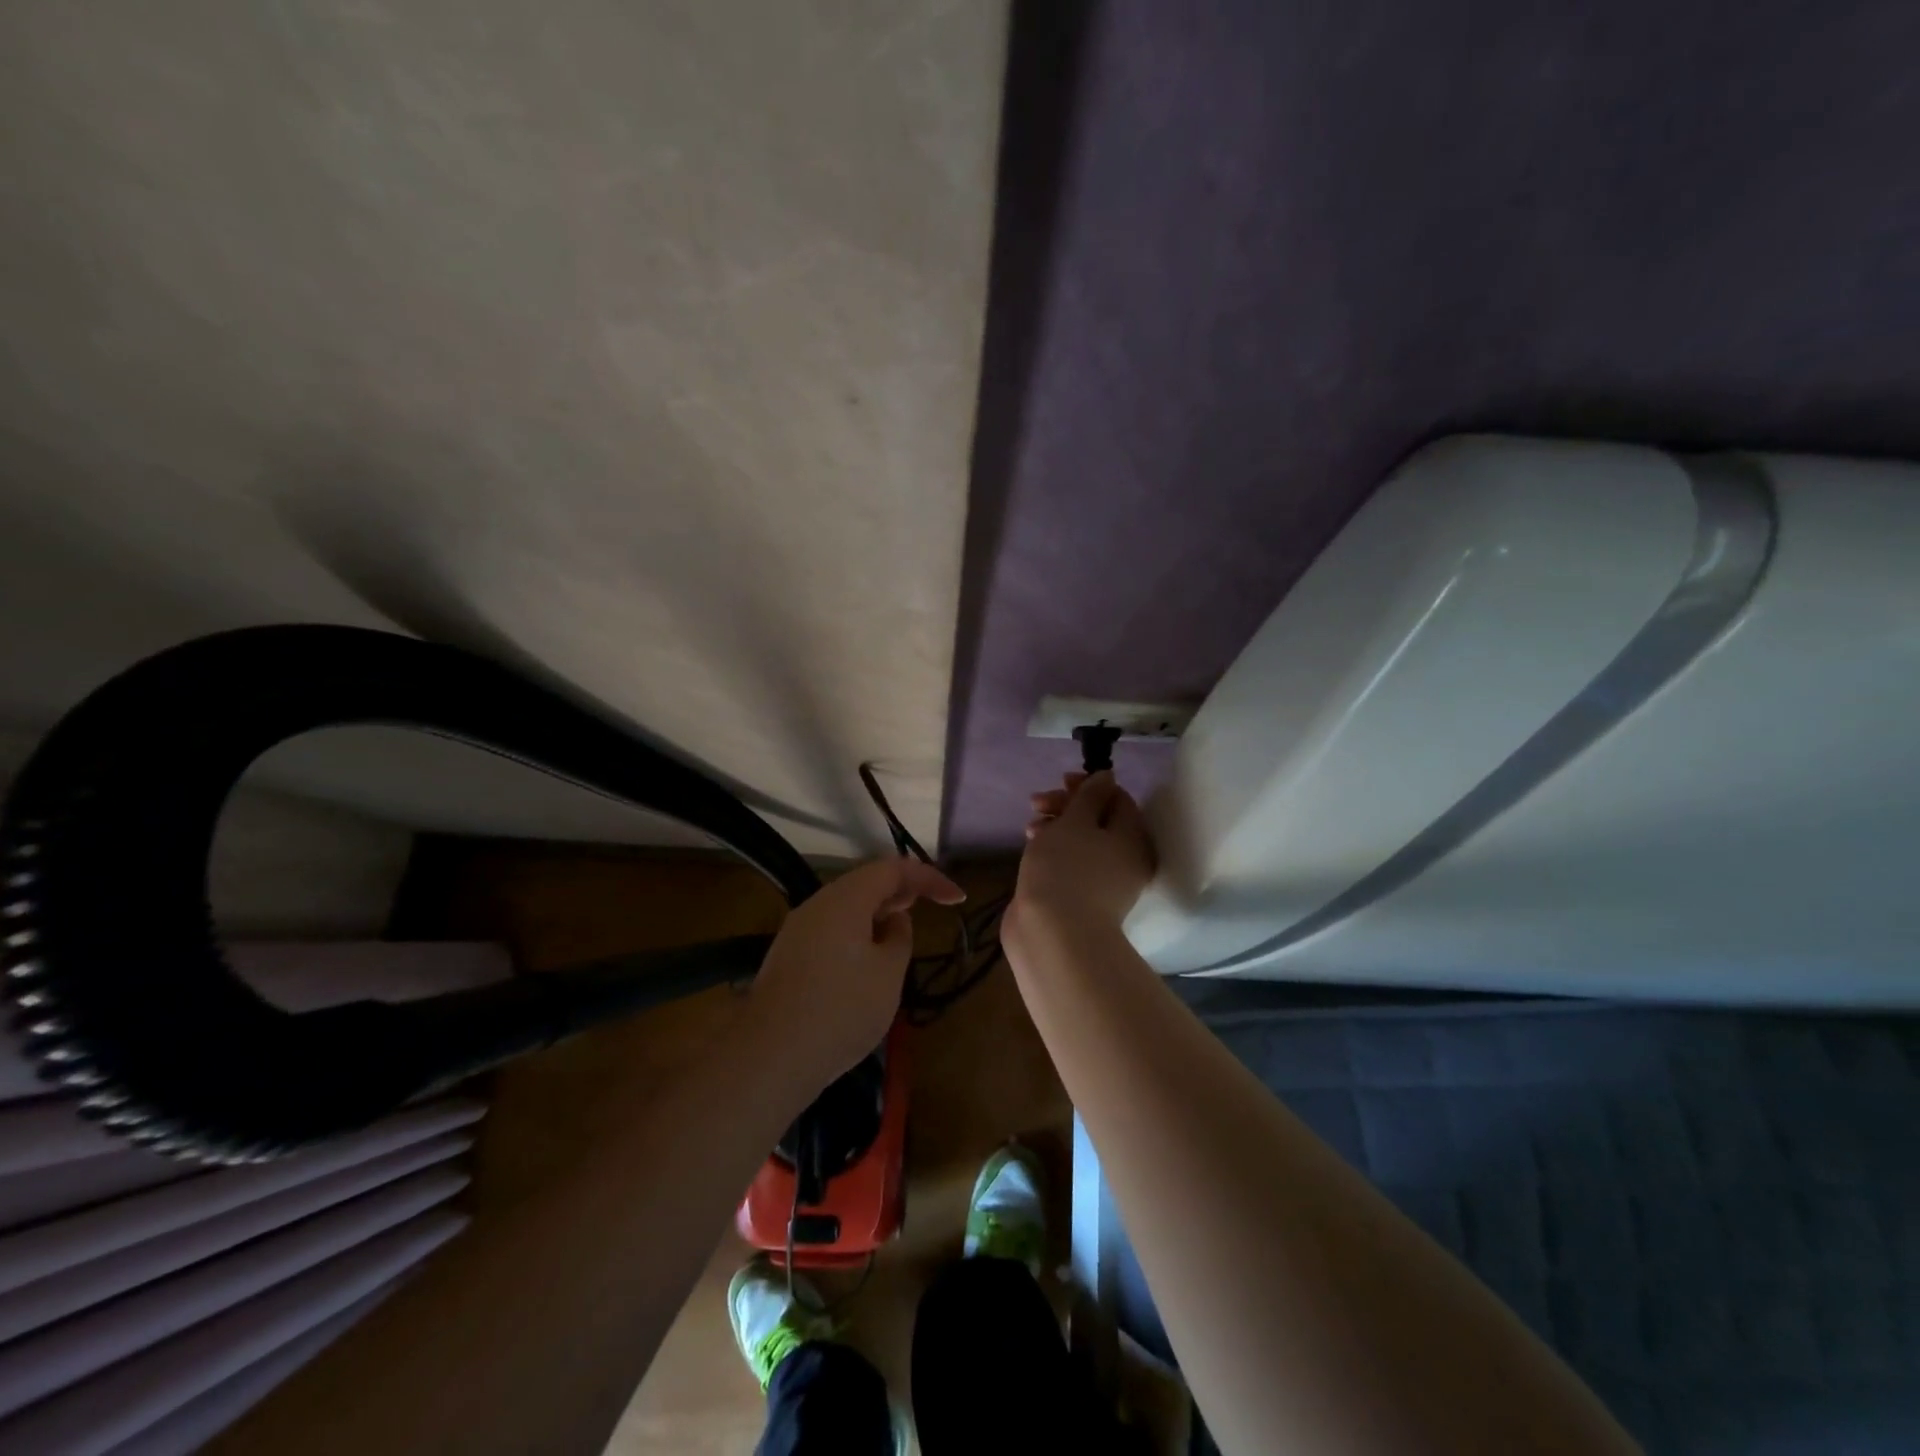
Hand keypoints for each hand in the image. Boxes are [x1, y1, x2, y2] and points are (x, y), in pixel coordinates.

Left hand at [745, 858, 964, 1093]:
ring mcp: (798, 930)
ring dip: (878, 913)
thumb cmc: (841, 1010)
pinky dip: (857, 933)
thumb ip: (899, 938)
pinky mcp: (788, 957)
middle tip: (930, 906)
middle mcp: (817, 904)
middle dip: (901, 891)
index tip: (957, 898)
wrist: (770, 1057)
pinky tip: (866, 960)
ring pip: (846, 907)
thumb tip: (893, 921)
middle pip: (865, 883)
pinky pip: (831, 930)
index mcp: (845, 899)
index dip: (929, 878)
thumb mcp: (888, 974)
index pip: (893, 869)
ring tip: (901, 933)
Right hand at [1006, 771, 1155, 955]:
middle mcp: (1126, 859)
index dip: (1089, 784)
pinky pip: (1072, 863)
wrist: (1053, 936)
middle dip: (1067, 805)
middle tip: (1036, 802)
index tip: (1060, 781)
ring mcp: (1104, 882)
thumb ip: (1090, 796)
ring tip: (1029, 827)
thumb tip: (1107, 776)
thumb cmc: (1065, 869)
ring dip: (1056, 826)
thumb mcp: (1075, 822)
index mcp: (1133, 838)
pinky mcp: (1082, 898)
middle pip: (1100, 819)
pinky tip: (1032, 848)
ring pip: (1082, 841)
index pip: (1118, 798)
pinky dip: (1054, 850)